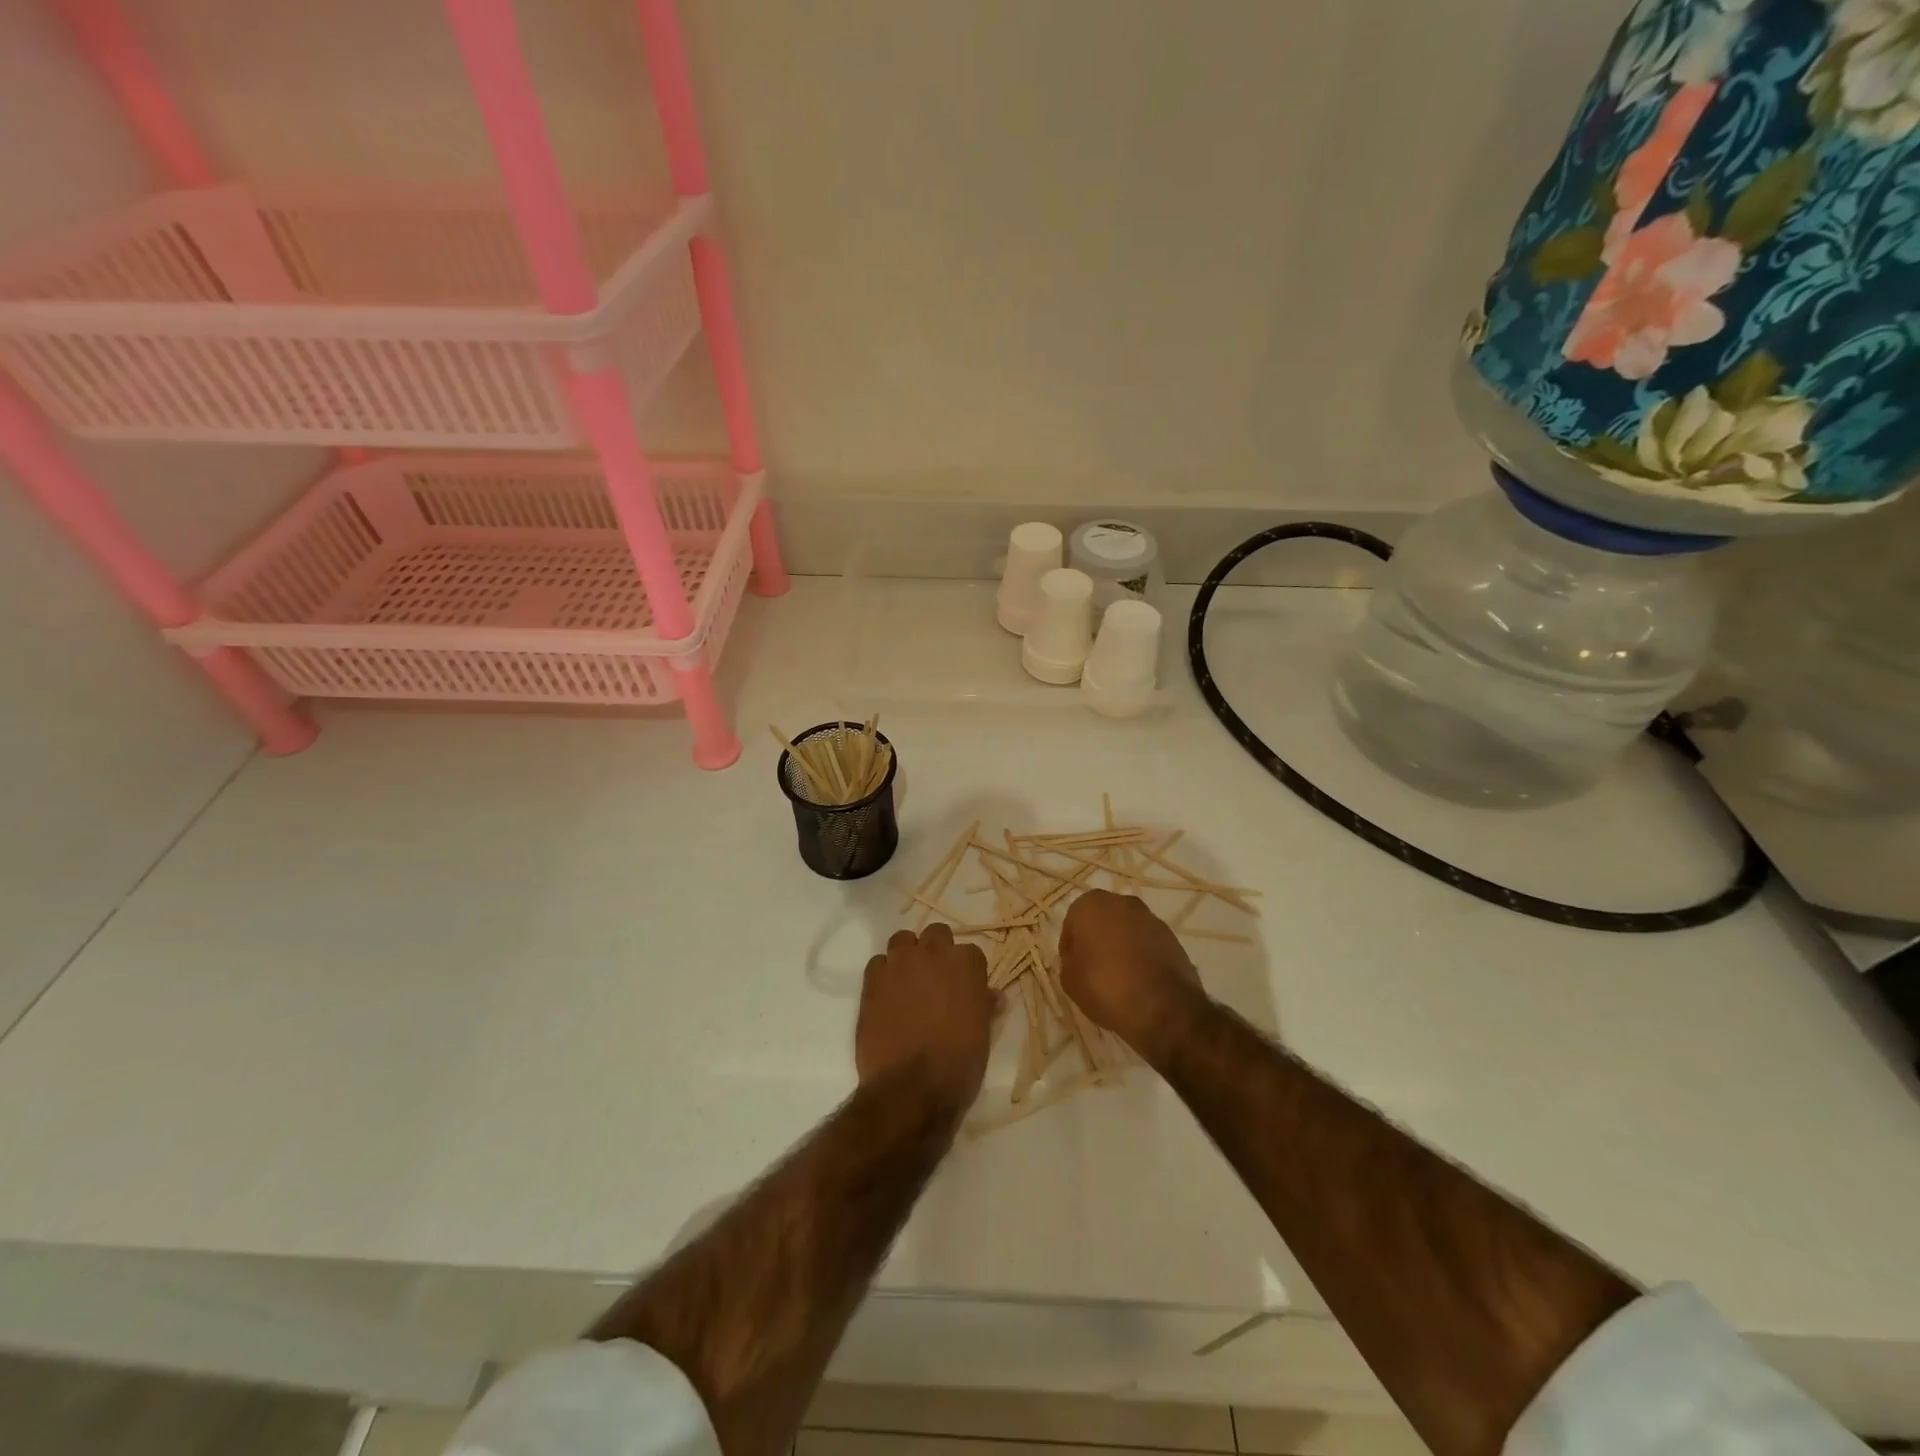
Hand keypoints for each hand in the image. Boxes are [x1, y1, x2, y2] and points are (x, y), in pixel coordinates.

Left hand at [857, 924, 994, 1106]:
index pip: (971, 953)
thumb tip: (992, 995)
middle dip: (937, 951)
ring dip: (908, 955)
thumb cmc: (958, 1063)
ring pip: (903, 940)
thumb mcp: (982, 1035)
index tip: (964, 989)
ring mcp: (899, 964)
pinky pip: (878, 963)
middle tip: (936, 980)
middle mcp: (933, 954)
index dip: (967, 972)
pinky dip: (884, 974)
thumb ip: (984, 1006)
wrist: (911, 1087)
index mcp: (966, 965)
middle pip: (936, 934)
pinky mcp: (872, 980)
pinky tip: (887, 995)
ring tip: (908, 981)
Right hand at [1060, 890, 1209, 1062]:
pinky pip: (1148, 944)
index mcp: (1091, 905)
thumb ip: (1069, 961)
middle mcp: (1122, 902)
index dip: (1071, 947)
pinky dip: (1143, 957)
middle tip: (1094, 970)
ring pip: (1127, 931)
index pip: (1072, 923)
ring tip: (1120, 978)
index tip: (1074, 968)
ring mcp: (1151, 918)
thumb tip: (1080, 958)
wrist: (1162, 1005)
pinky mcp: (1172, 937)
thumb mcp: (1069, 980)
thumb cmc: (1104, 986)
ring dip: (1122, 947)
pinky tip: (1140, 982)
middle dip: (1098, 940)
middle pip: (1102, 921)